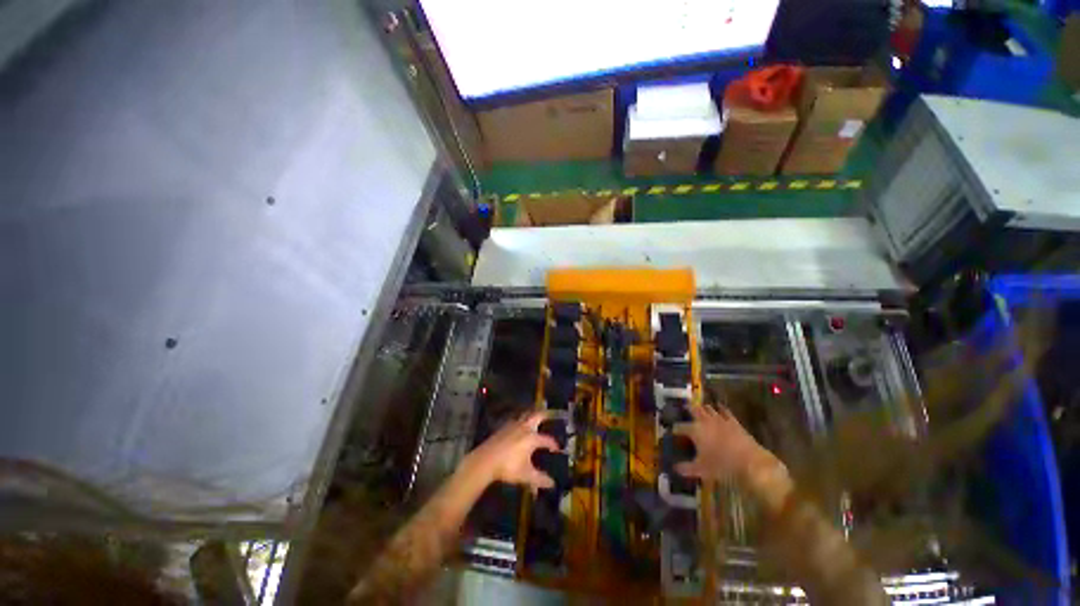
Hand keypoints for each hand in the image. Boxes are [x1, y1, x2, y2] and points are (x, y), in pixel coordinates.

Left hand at [462, 411, 558, 489]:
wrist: (484, 461)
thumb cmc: (507, 467)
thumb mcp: (526, 475)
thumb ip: (540, 479)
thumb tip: (552, 484)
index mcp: (532, 438)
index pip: (547, 440)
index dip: (553, 444)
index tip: (557, 449)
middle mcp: (522, 429)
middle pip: (535, 417)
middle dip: (543, 415)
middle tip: (549, 415)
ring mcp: (509, 428)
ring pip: (522, 418)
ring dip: (529, 418)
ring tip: (533, 421)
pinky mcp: (499, 431)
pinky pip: (512, 423)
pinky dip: (518, 423)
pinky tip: (516, 430)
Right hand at [673, 404, 770, 482]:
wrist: (747, 461)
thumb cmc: (720, 466)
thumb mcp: (699, 470)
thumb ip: (685, 468)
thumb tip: (675, 467)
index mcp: (696, 431)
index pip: (681, 427)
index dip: (675, 429)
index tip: (670, 431)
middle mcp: (707, 421)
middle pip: (696, 410)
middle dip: (689, 408)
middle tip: (684, 407)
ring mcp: (722, 420)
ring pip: (710, 409)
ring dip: (703, 408)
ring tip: (699, 407)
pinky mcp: (734, 421)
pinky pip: (725, 411)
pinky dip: (720, 408)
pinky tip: (719, 408)